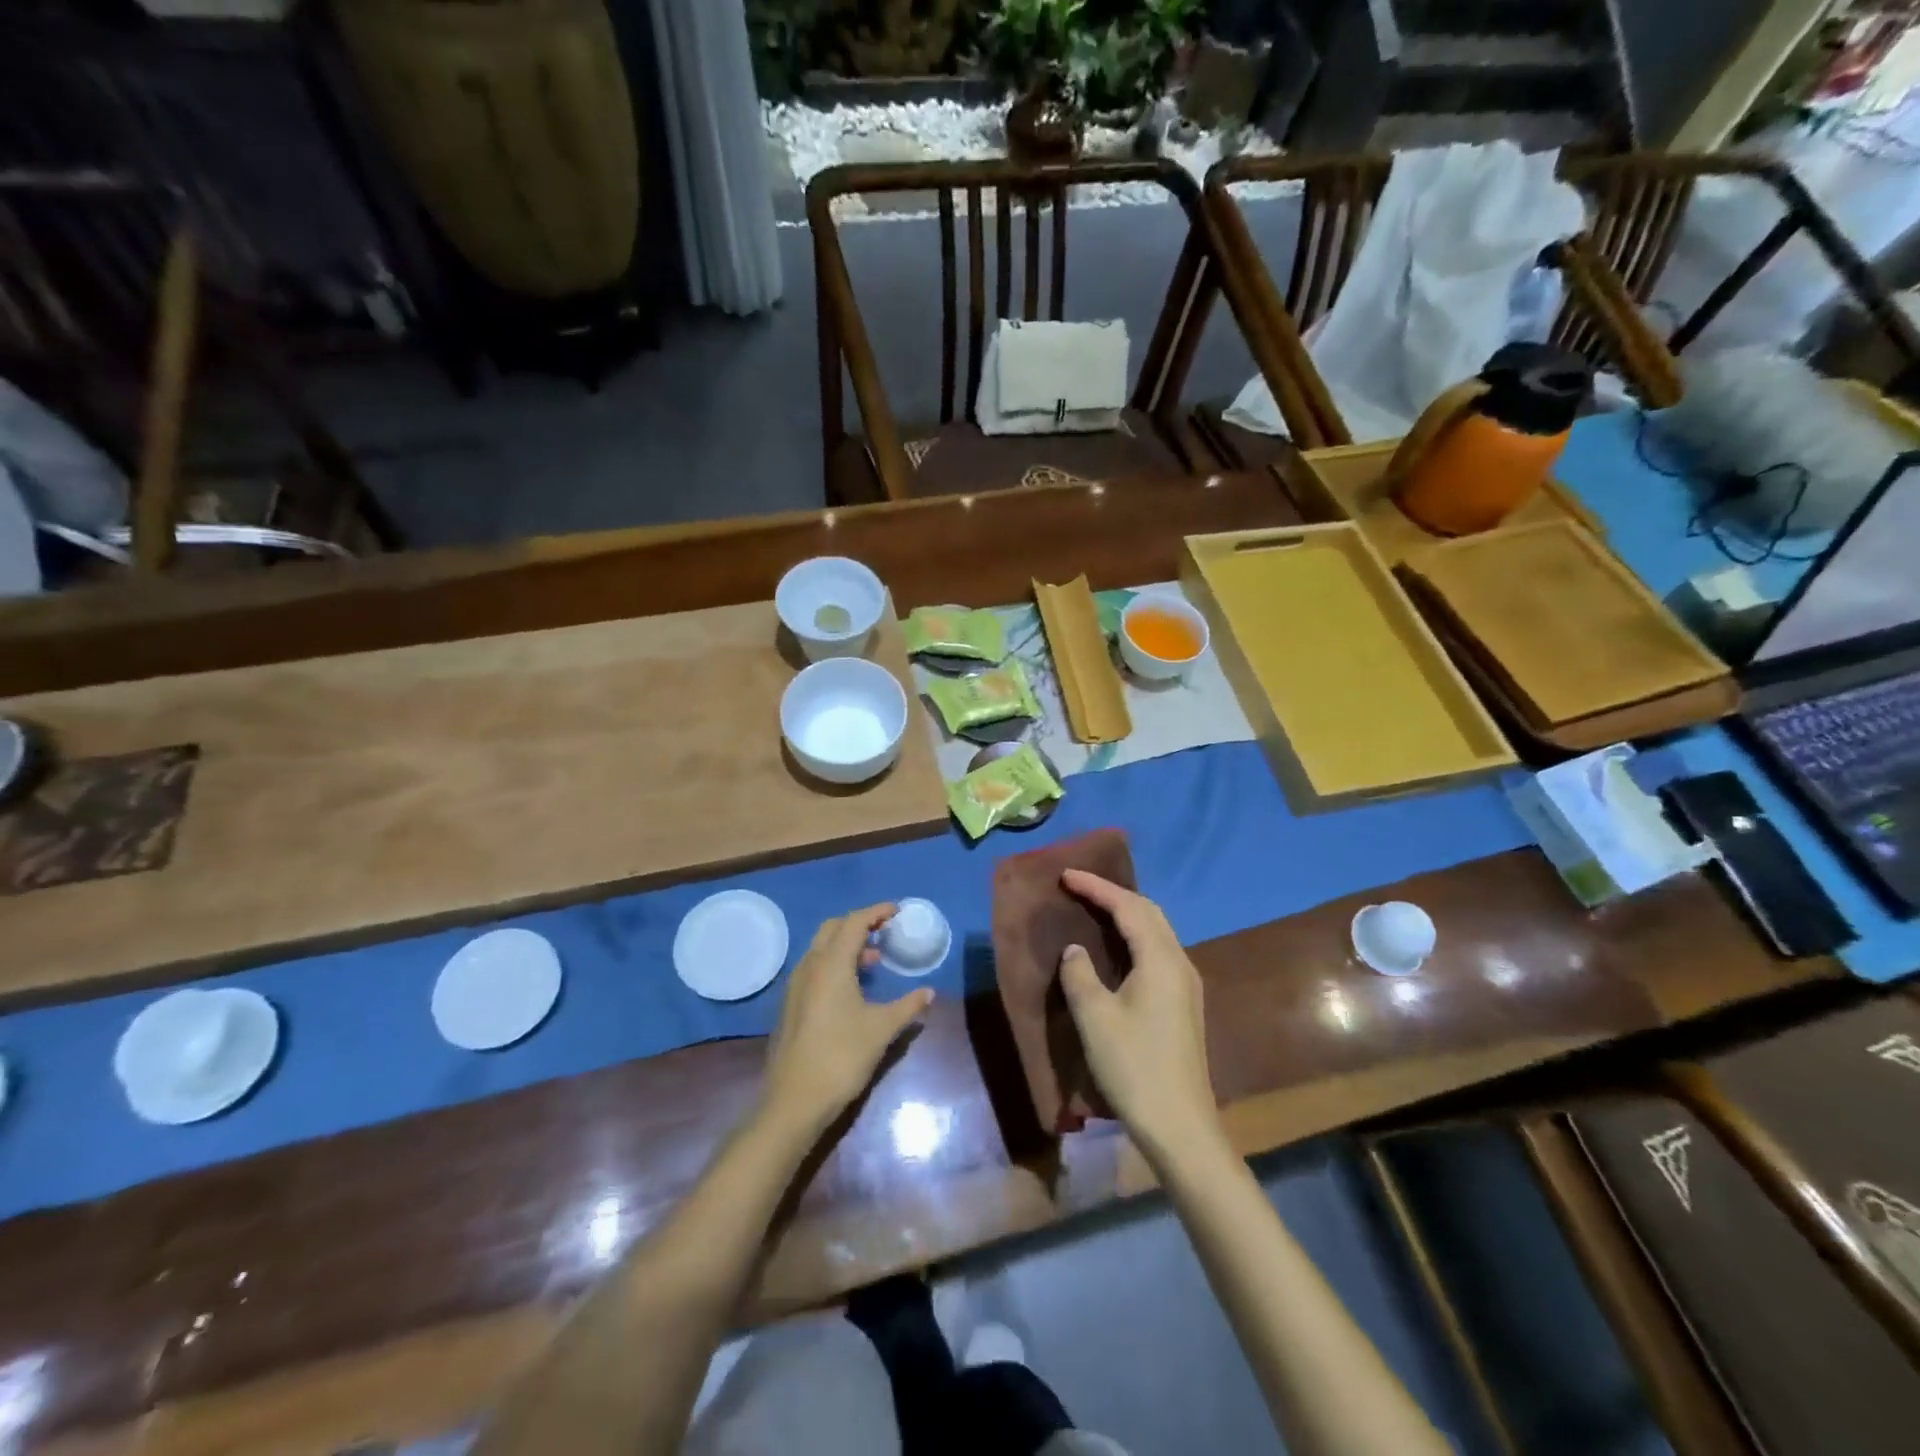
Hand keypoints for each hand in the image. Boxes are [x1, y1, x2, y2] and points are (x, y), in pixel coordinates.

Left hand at [761, 904, 933, 1137]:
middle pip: (833, 928)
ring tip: (873, 960)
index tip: (897, 911)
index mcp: (831, 964)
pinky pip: (814, 967)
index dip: (876, 912)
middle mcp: (810, 966)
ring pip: (821, 948)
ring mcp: (796, 985)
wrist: (794, 1101)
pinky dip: (834, 962)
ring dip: (846, 944)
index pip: (854, 922)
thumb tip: (929, 992)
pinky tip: (852, 987)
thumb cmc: (841, 1057)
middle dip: (859, 924)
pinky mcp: (791, 1004)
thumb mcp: (881, 1030)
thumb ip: (907, 1006)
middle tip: (885, 931)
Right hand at [1058, 871, 1217, 1162]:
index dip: (1096, 887)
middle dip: (1114, 894)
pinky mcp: (1183, 1004)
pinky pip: (1157, 951)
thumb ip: (1080, 974)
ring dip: (1127, 914)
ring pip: (1156, 932)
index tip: (1066, 875)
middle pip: (1149, 912)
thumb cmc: (1134, 1066)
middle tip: (1079, 887)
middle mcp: (1179, 963)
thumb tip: (1076, 951)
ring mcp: (1186, 985)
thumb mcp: (1095, 1017)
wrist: (1180, 1125)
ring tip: (1094, 909)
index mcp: (1160, 959)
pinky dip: (1134, 936)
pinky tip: (1116, 948)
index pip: (1128, 907)